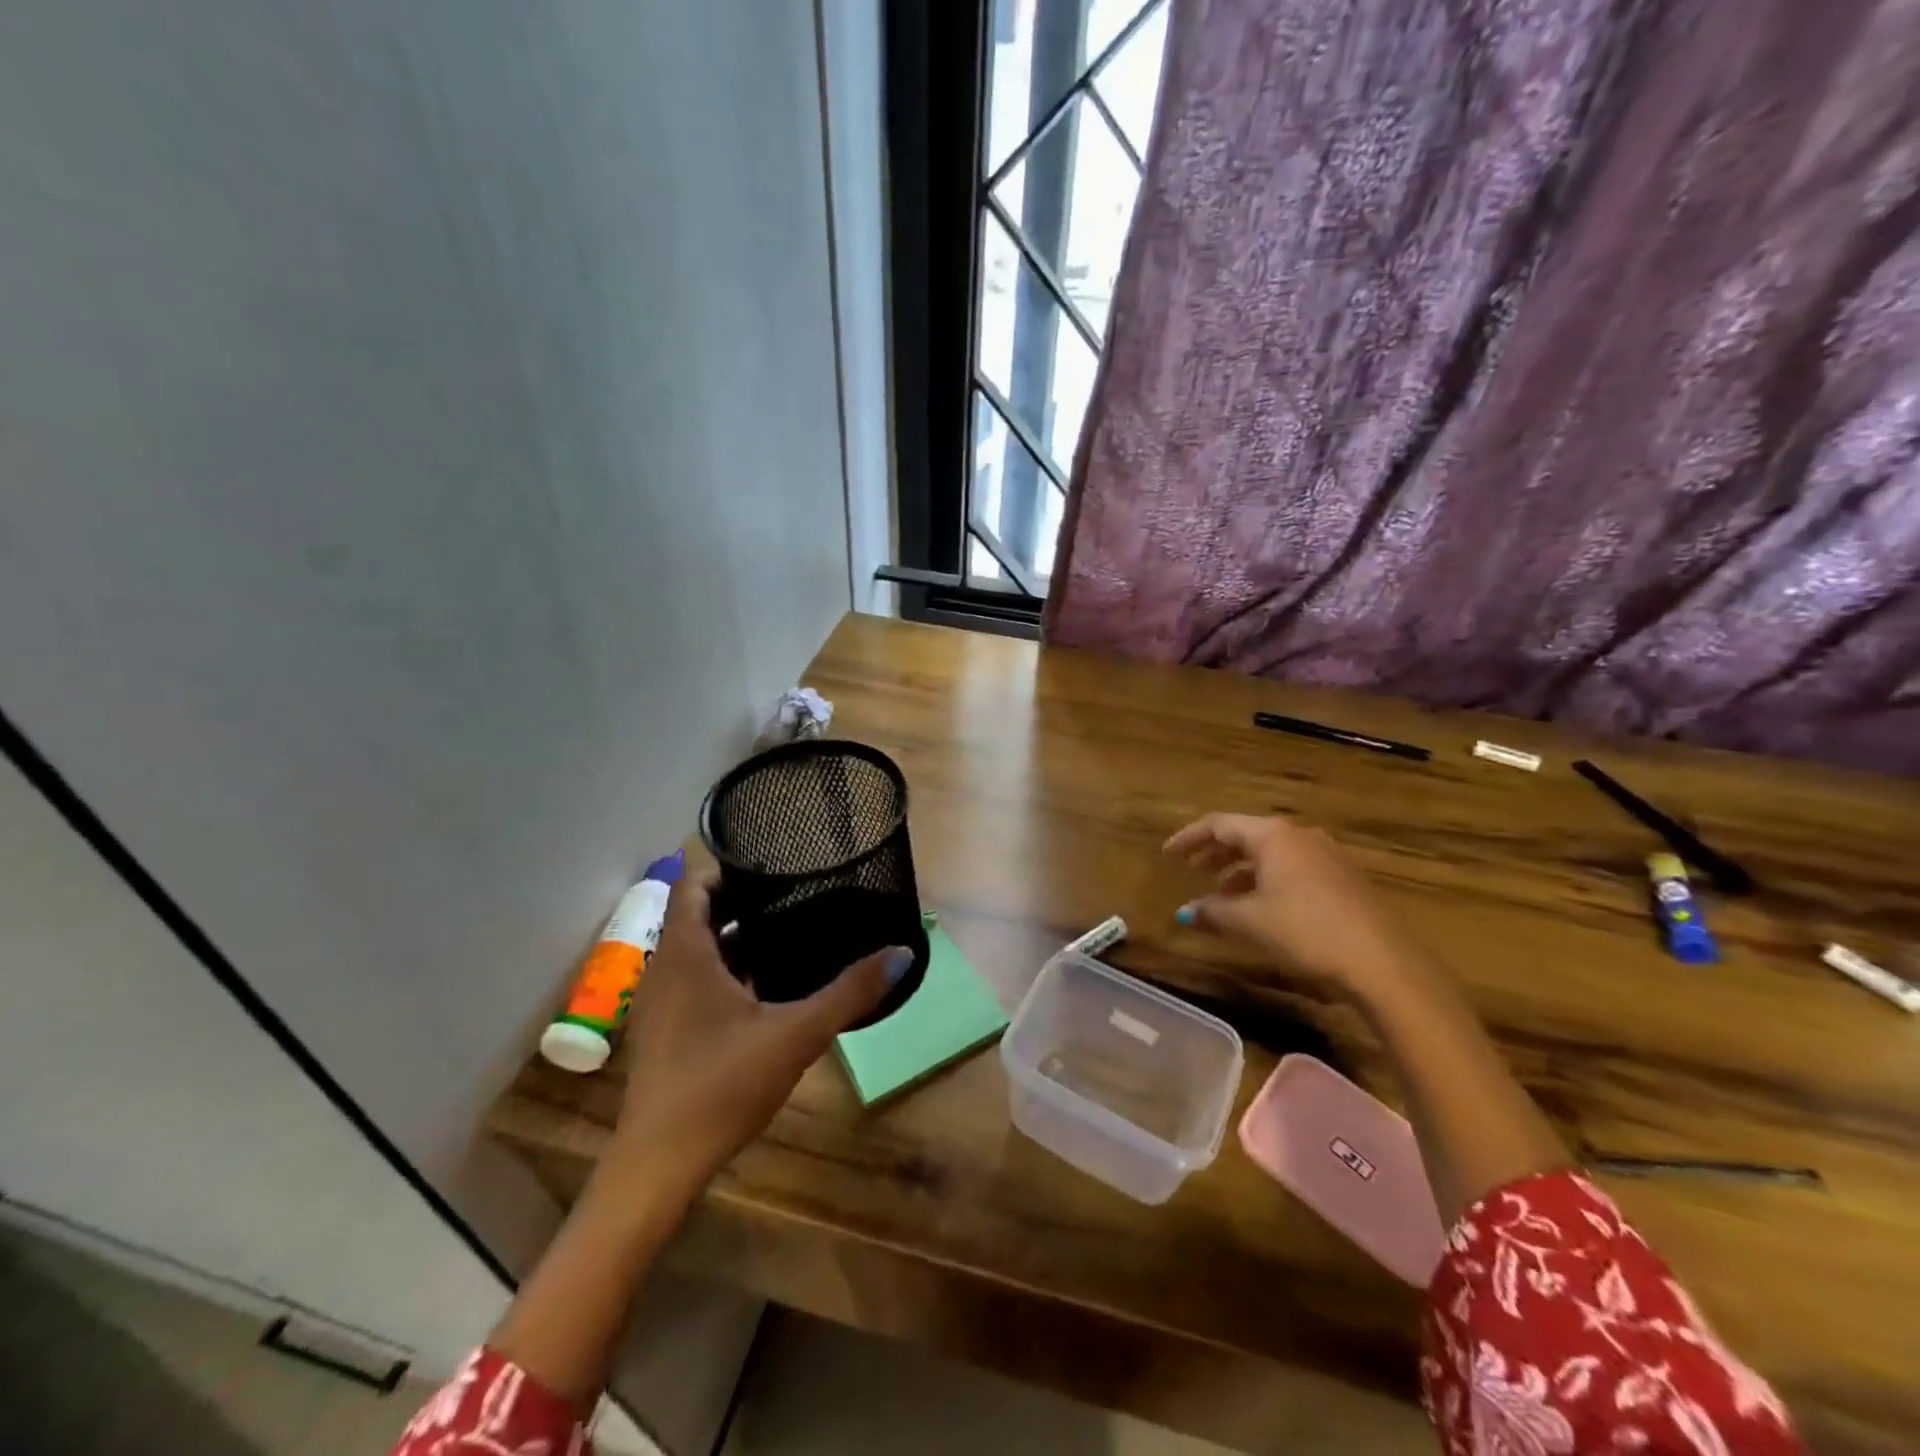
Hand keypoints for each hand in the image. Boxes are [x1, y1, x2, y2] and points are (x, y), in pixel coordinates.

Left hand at [606, 870, 907, 1193]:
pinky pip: (691, 978)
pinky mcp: (662, 1029)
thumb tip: (902, 953)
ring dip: (733, 937)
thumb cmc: (722, 1084)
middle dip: (741, 902)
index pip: (695, 883)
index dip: (729, 869)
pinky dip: (722, 970)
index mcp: (686, 952)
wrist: (659, 1164)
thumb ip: (850, 993)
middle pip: (698, 914)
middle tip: (794, 898)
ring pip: (695, 949)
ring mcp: (658, 1000)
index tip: (774, 870)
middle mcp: (664, 967)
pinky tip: (763, 989)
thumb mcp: (797, 1034)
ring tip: (786, 935)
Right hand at [1163, 813, 1421, 996]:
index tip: (1167, 854)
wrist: (1383, 962)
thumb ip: (1212, 912)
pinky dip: (1268, 880)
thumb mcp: (1249, 922)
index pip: (1219, 824)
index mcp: (1273, 835)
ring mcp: (1327, 856)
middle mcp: (1300, 836)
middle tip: (1192, 869)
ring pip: (1272, 854)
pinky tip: (1263, 907)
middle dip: (1216, 852)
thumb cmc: (1305, 930)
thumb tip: (1185, 911)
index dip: (1189, 838)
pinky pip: (1293, 869)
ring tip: (1223, 893)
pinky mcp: (1345, 879)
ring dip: (1242, 870)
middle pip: (1247, 835)